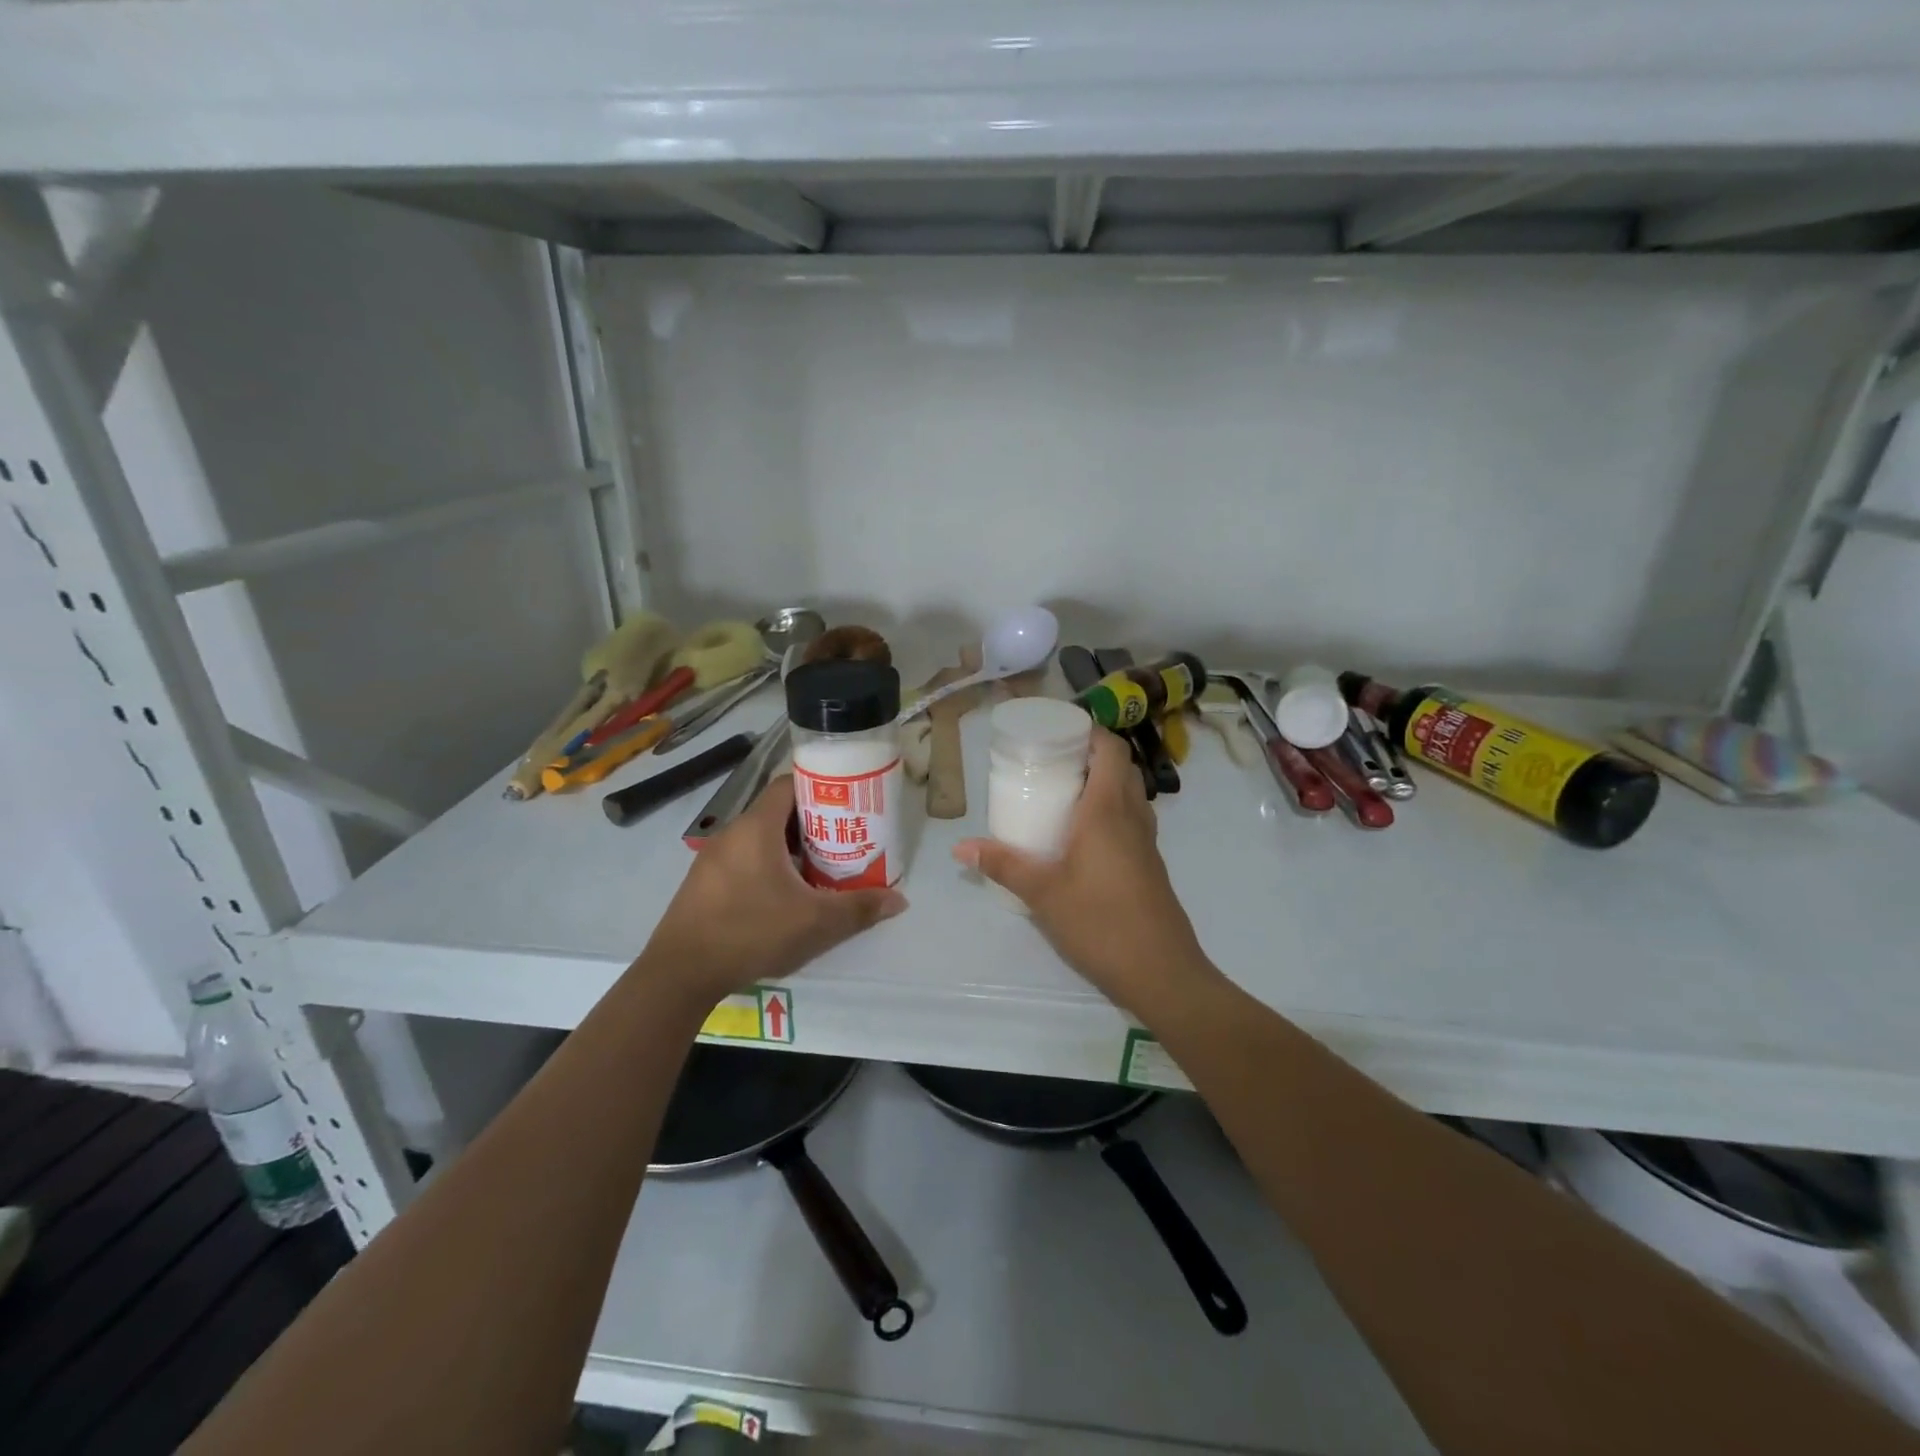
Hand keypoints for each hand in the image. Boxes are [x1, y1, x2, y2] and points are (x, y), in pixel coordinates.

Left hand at [642, 775, 906, 1005]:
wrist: (680, 974)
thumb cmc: (751, 932)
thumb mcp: (815, 923)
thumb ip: (859, 908)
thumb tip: (900, 901)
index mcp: (757, 828)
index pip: (789, 784)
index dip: (820, 787)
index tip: (847, 802)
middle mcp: (732, 833)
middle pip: (777, 812)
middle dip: (811, 822)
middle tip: (842, 840)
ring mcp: (712, 858)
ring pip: (759, 838)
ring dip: (789, 847)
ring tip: (818, 869)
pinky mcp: (702, 882)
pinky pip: (742, 859)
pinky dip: (766, 866)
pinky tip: (782, 896)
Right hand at [953, 729, 1216, 1017]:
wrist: (1161, 972)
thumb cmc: (1100, 922)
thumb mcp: (1043, 892)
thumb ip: (1003, 864)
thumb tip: (960, 846)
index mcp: (1108, 810)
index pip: (1111, 749)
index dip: (1090, 731)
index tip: (1058, 732)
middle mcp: (1133, 816)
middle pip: (1120, 767)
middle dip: (1090, 755)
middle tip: (1052, 762)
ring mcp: (1147, 842)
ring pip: (1129, 794)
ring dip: (1102, 784)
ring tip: (1063, 794)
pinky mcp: (1150, 865)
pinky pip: (1131, 820)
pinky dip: (1109, 811)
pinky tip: (1080, 838)